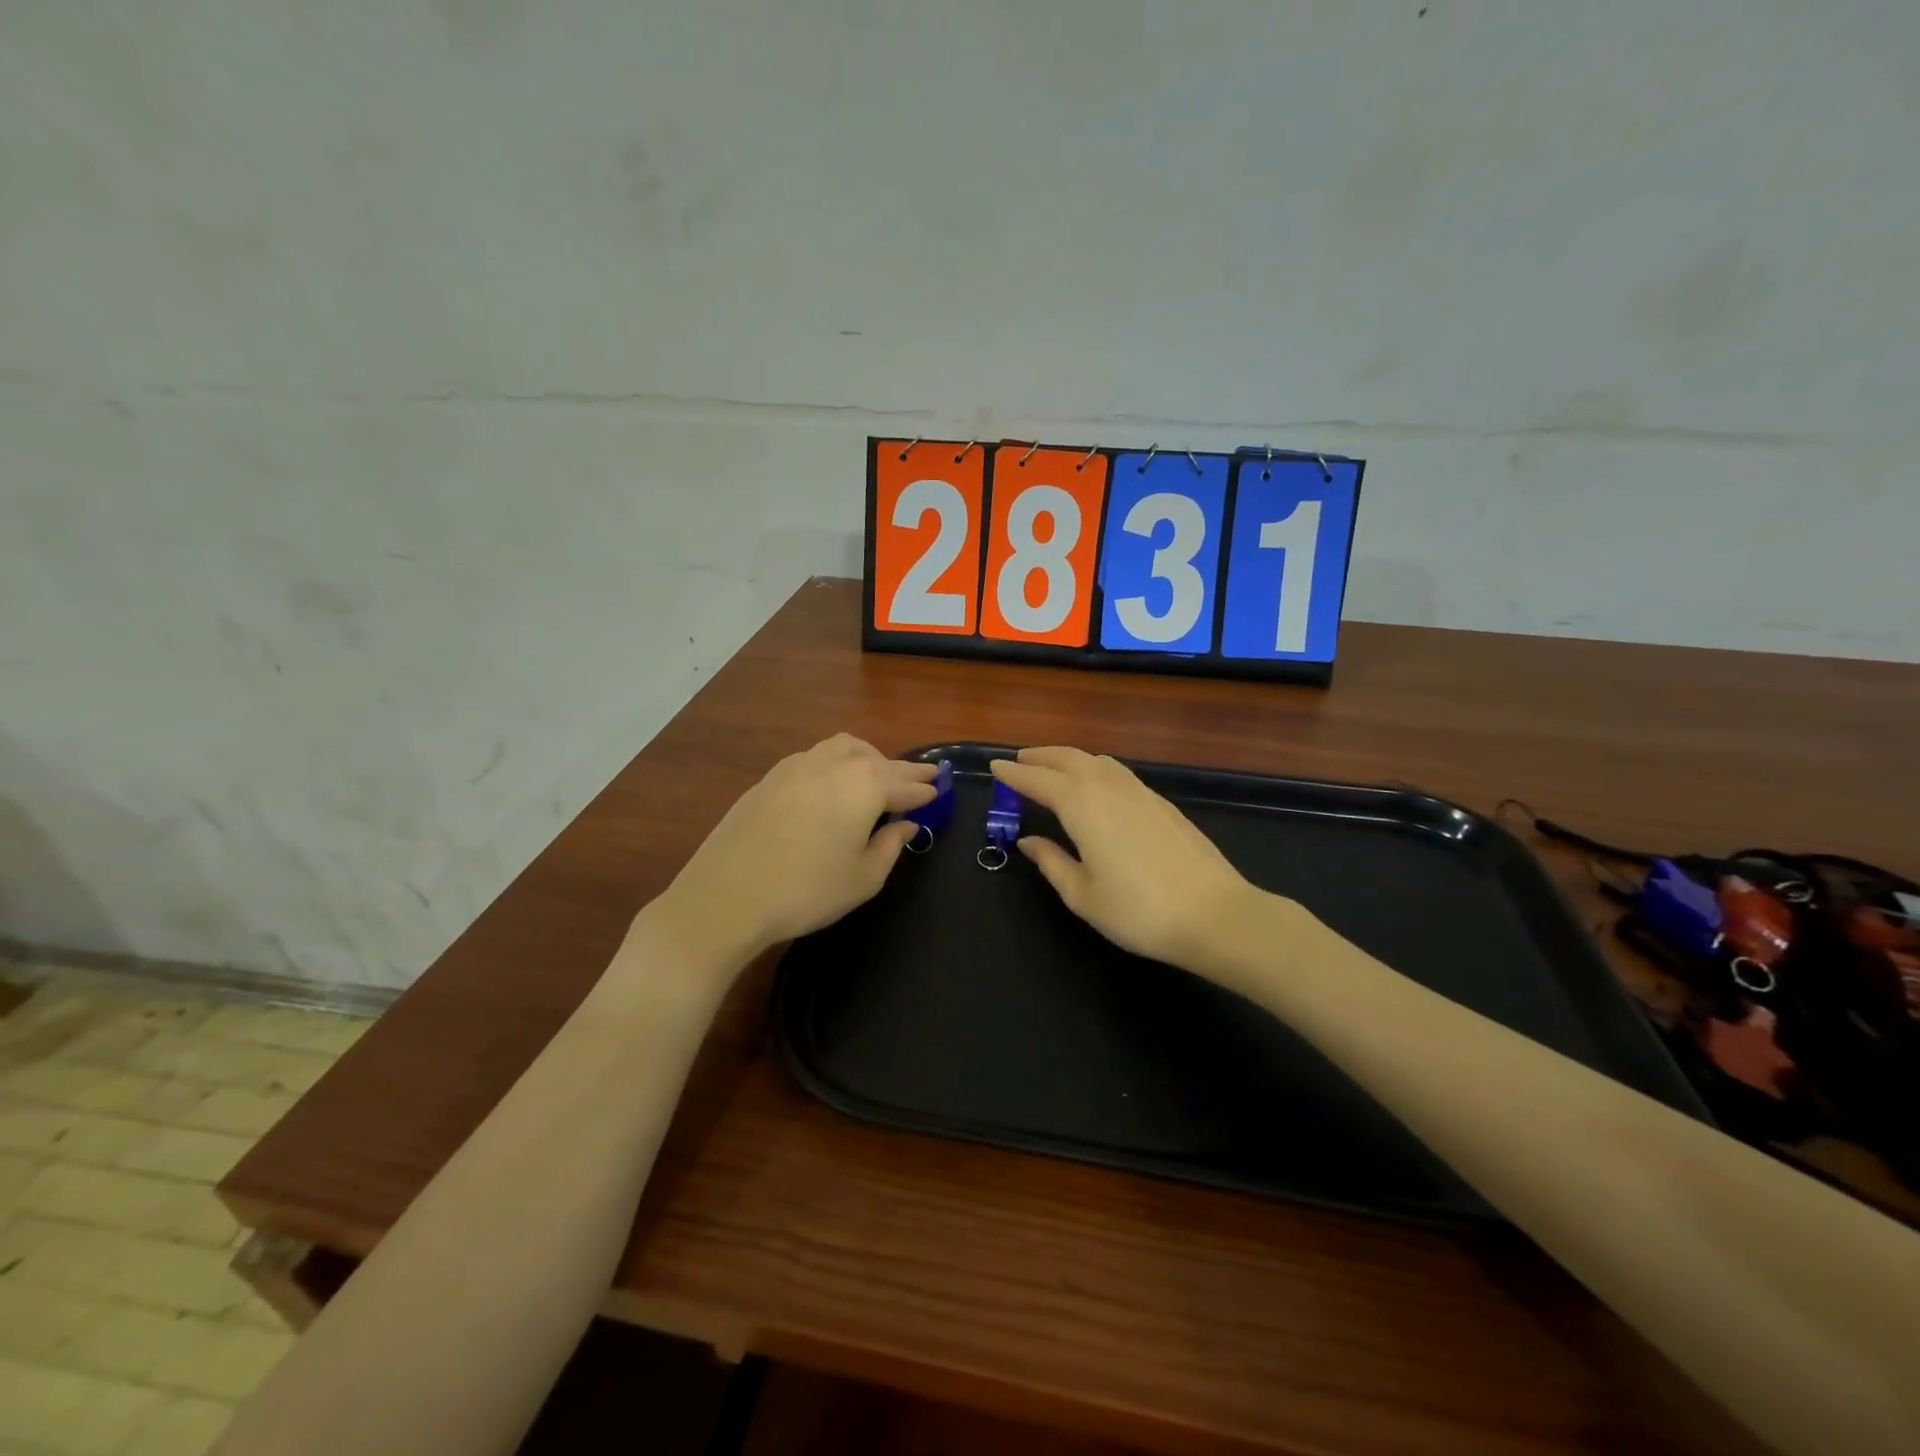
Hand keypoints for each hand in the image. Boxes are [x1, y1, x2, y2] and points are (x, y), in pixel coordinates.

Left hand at [654, 734, 936, 964]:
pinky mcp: (769, 778)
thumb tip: (905, 825)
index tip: (939, 791)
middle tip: (920, 779)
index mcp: (864, 784)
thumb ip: (890, 846)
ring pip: (843, 748)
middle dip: (901, 770)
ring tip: (877, 777)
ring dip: (867, 758)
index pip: (904, 783)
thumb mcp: (863, 877)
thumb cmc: (807, 890)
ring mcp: (796, 765)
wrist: (726, 896)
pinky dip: (836, 765)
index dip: (924, 790)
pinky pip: (815, 759)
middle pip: (877, 759)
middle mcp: (833, 763)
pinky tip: (833, 787)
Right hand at [991, 747, 1253, 970]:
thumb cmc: (1139, 911)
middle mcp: (1109, 787)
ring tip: (1053, 767)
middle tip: (1019, 760)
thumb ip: (1051, 862)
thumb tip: (1029, 841)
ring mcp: (1140, 791)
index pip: (1038, 781)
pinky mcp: (1162, 803)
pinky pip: (1118, 772)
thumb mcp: (1083, 895)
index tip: (994, 766)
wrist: (1214, 915)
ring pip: (1097, 761)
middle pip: (1068, 759)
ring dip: (1069, 758)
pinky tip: (1096, 785)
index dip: (1014, 774)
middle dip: (1040, 757)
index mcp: (1082, 806)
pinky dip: (1095, 769)